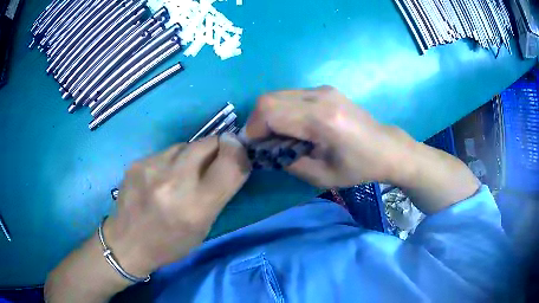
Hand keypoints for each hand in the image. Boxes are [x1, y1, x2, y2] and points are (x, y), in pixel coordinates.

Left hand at [103, 134, 249, 276]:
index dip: (238, 152)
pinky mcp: (137, 162)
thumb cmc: (170, 243)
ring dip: (191, 155)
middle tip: (212, 162)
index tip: (237, 152)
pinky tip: (160, 177)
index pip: (230, 163)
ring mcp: (152, 168)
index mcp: (196, 207)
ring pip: (186, 145)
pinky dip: (170, 161)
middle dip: (217, 147)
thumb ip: (218, 192)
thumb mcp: (203, 227)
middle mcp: (174, 182)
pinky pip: (165, 152)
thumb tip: (231, 157)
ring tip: (180, 175)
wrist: (128, 243)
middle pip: (208, 143)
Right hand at [245, 86, 411, 187]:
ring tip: (277, 136)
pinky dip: (281, 110)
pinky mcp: (324, 89)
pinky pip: (290, 95)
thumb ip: (287, 161)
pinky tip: (292, 126)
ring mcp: (322, 89)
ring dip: (268, 115)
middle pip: (268, 99)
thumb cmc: (358, 167)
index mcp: (322, 120)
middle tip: (263, 143)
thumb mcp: (320, 176)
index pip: (270, 112)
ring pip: (277, 94)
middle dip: (257, 122)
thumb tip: (265, 150)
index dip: (253, 130)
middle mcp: (320, 97)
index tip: (255, 148)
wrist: (385, 147)